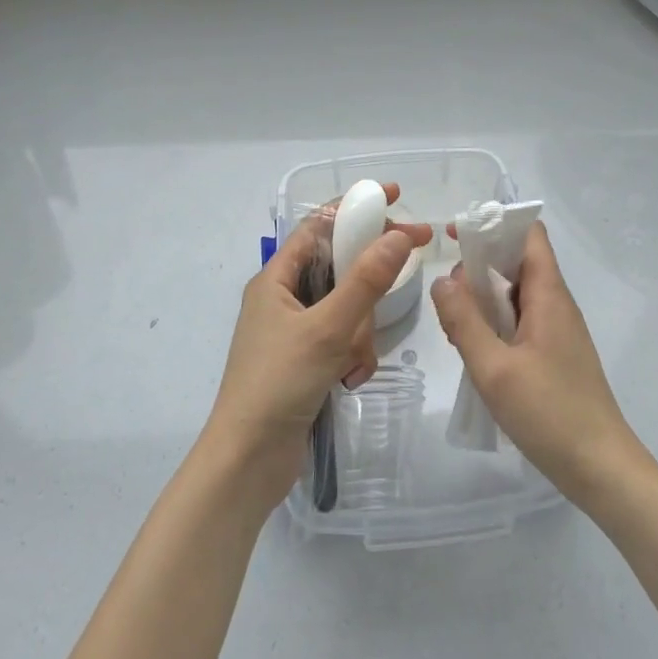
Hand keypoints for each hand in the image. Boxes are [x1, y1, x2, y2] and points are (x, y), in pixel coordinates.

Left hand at [204, 183, 432, 504]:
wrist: (249, 460)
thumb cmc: (279, 383)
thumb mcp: (328, 328)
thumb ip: (366, 281)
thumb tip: (398, 235)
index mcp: (275, 279)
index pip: (319, 226)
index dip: (356, 207)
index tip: (397, 197)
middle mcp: (282, 299)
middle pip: (340, 268)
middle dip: (367, 287)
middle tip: (408, 269)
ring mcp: (293, 332)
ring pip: (346, 310)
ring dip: (359, 333)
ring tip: (351, 362)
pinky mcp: (305, 362)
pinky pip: (342, 342)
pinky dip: (352, 356)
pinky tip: (348, 381)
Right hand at [431, 222, 644, 506]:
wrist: (600, 468)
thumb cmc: (549, 413)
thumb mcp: (494, 368)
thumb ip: (464, 321)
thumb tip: (442, 280)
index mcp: (549, 296)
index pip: (529, 235)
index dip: (494, 226)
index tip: (455, 236)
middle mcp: (556, 305)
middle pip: (518, 264)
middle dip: (479, 268)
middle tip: (447, 297)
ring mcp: (557, 332)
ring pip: (516, 296)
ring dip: (484, 301)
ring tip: (454, 327)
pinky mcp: (554, 356)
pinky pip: (521, 323)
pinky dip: (495, 325)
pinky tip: (474, 351)